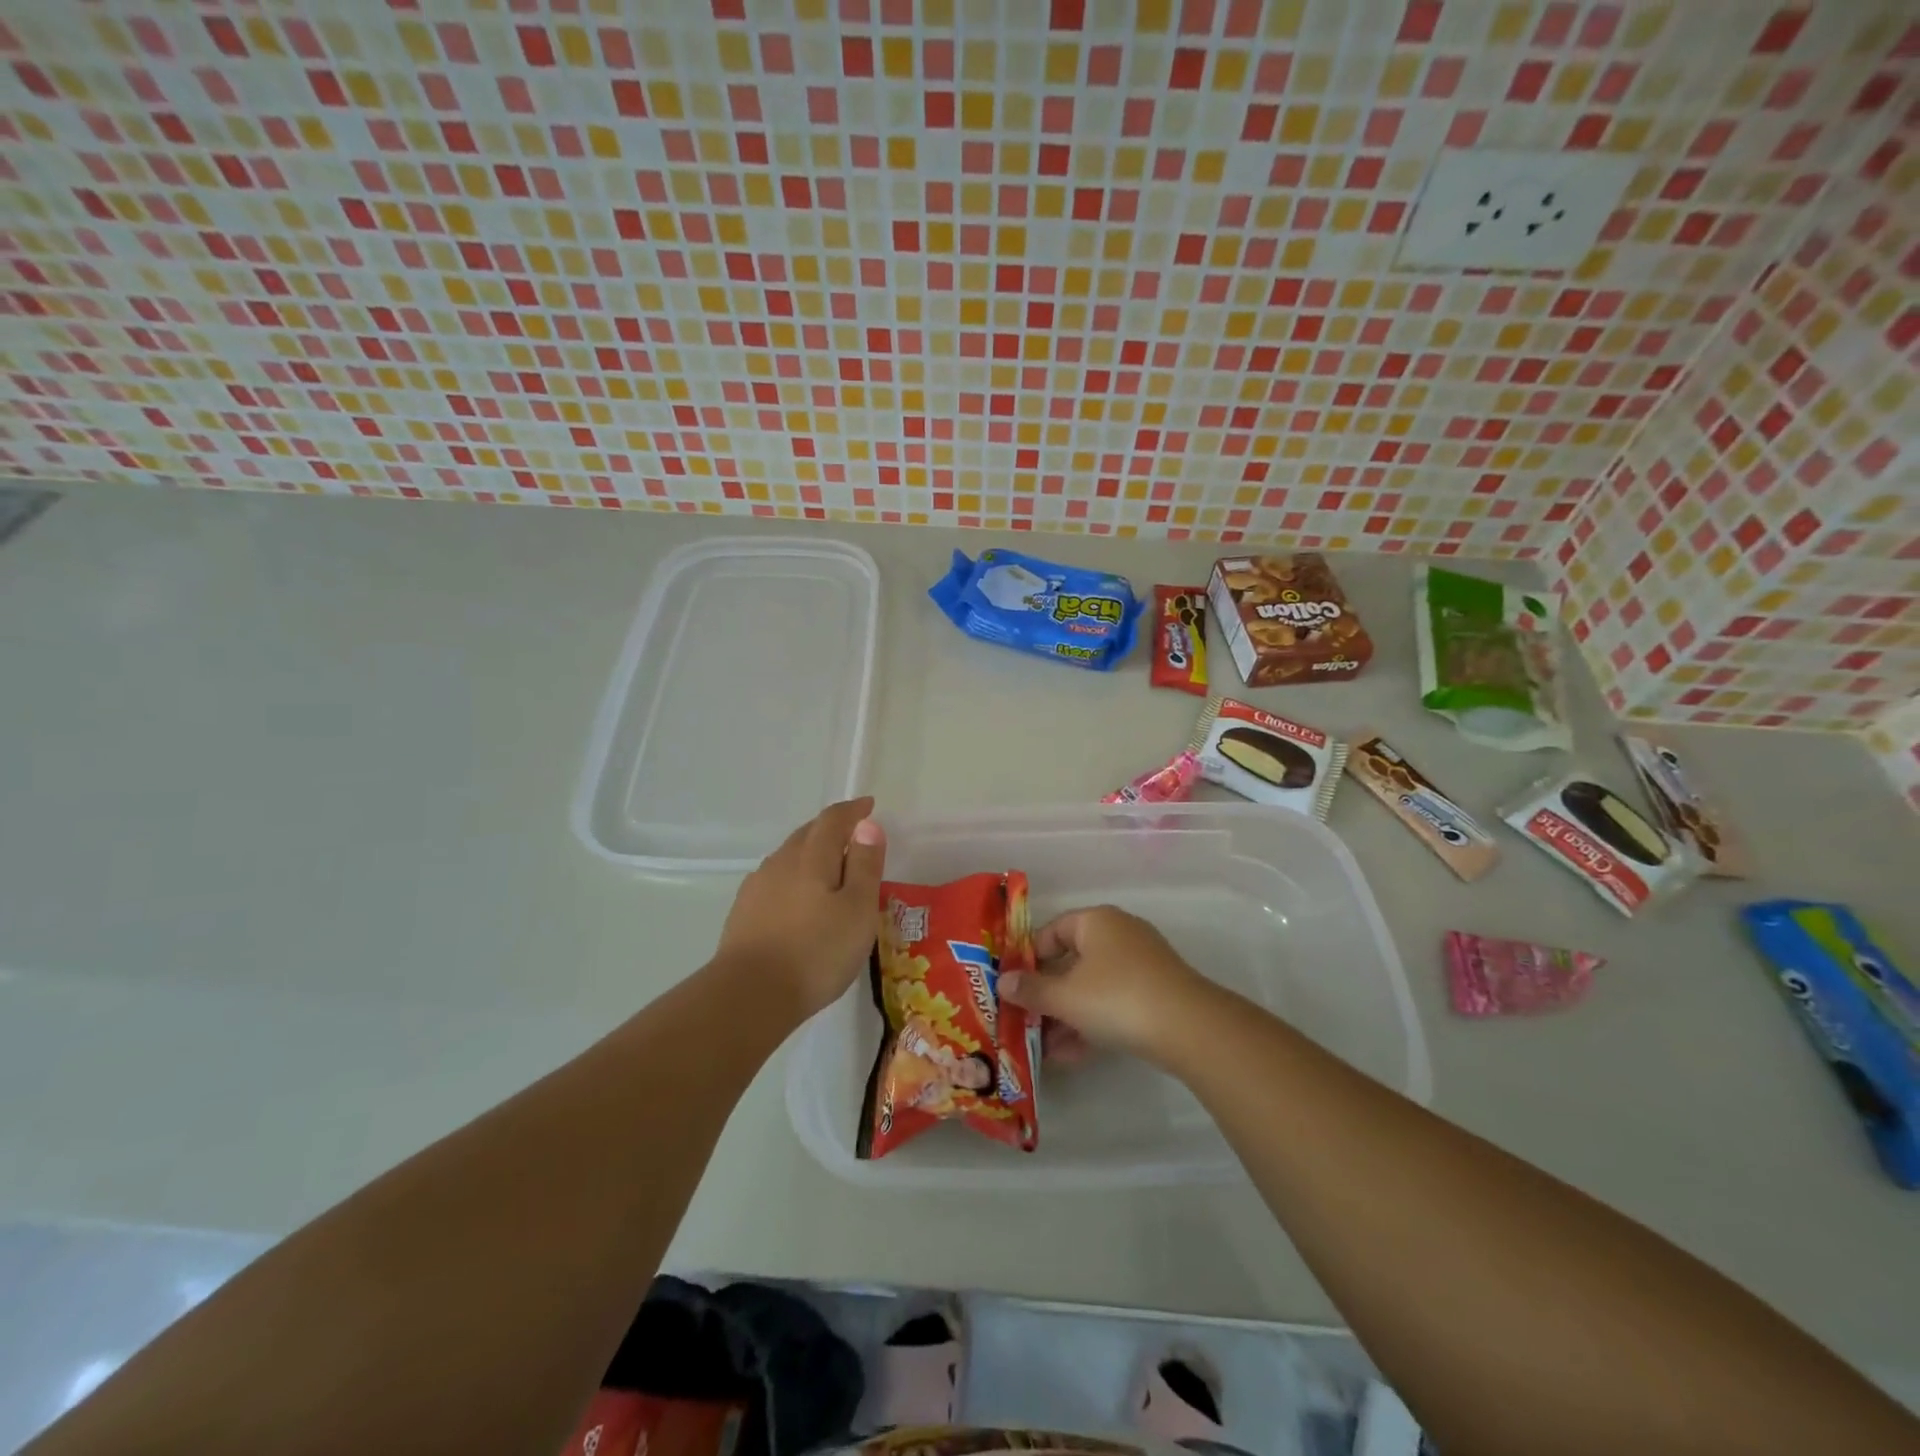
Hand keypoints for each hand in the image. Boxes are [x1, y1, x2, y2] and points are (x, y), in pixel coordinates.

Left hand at [716, 798, 885, 1019]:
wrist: (749, 995)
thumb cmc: (816, 952)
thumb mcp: (857, 910)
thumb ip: (864, 865)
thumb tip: (867, 824)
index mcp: (811, 857)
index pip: (833, 820)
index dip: (853, 811)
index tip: (868, 806)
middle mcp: (781, 862)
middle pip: (807, 833)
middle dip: (831, 828)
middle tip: (852, 835)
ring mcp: (757, 887)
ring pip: (788, 857)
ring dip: (810, 852)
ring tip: (828, 867)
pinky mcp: (743, 913)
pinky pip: (774, 880)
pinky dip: (793, 878)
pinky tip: (797, 898)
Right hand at [999, 905, 1207, 1061]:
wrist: (1189, 1028)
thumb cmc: (1116, 998)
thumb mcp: (1065, 997)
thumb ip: (1031, 990)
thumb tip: (1002, 982)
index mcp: (1096, 921)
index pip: (1052, 930)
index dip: (1029, 957)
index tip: (1012, 986)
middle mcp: (1118, 934)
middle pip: (1071, 961)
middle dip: (1047, 995)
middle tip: (1025, 1020)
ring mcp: (1141, 964)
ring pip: (1092, 987)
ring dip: (1067, 1016)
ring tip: (1044, 1048)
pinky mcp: (1155, 993)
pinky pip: (1113, 1003)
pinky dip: (1092, 1023)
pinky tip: (1072, 1056)